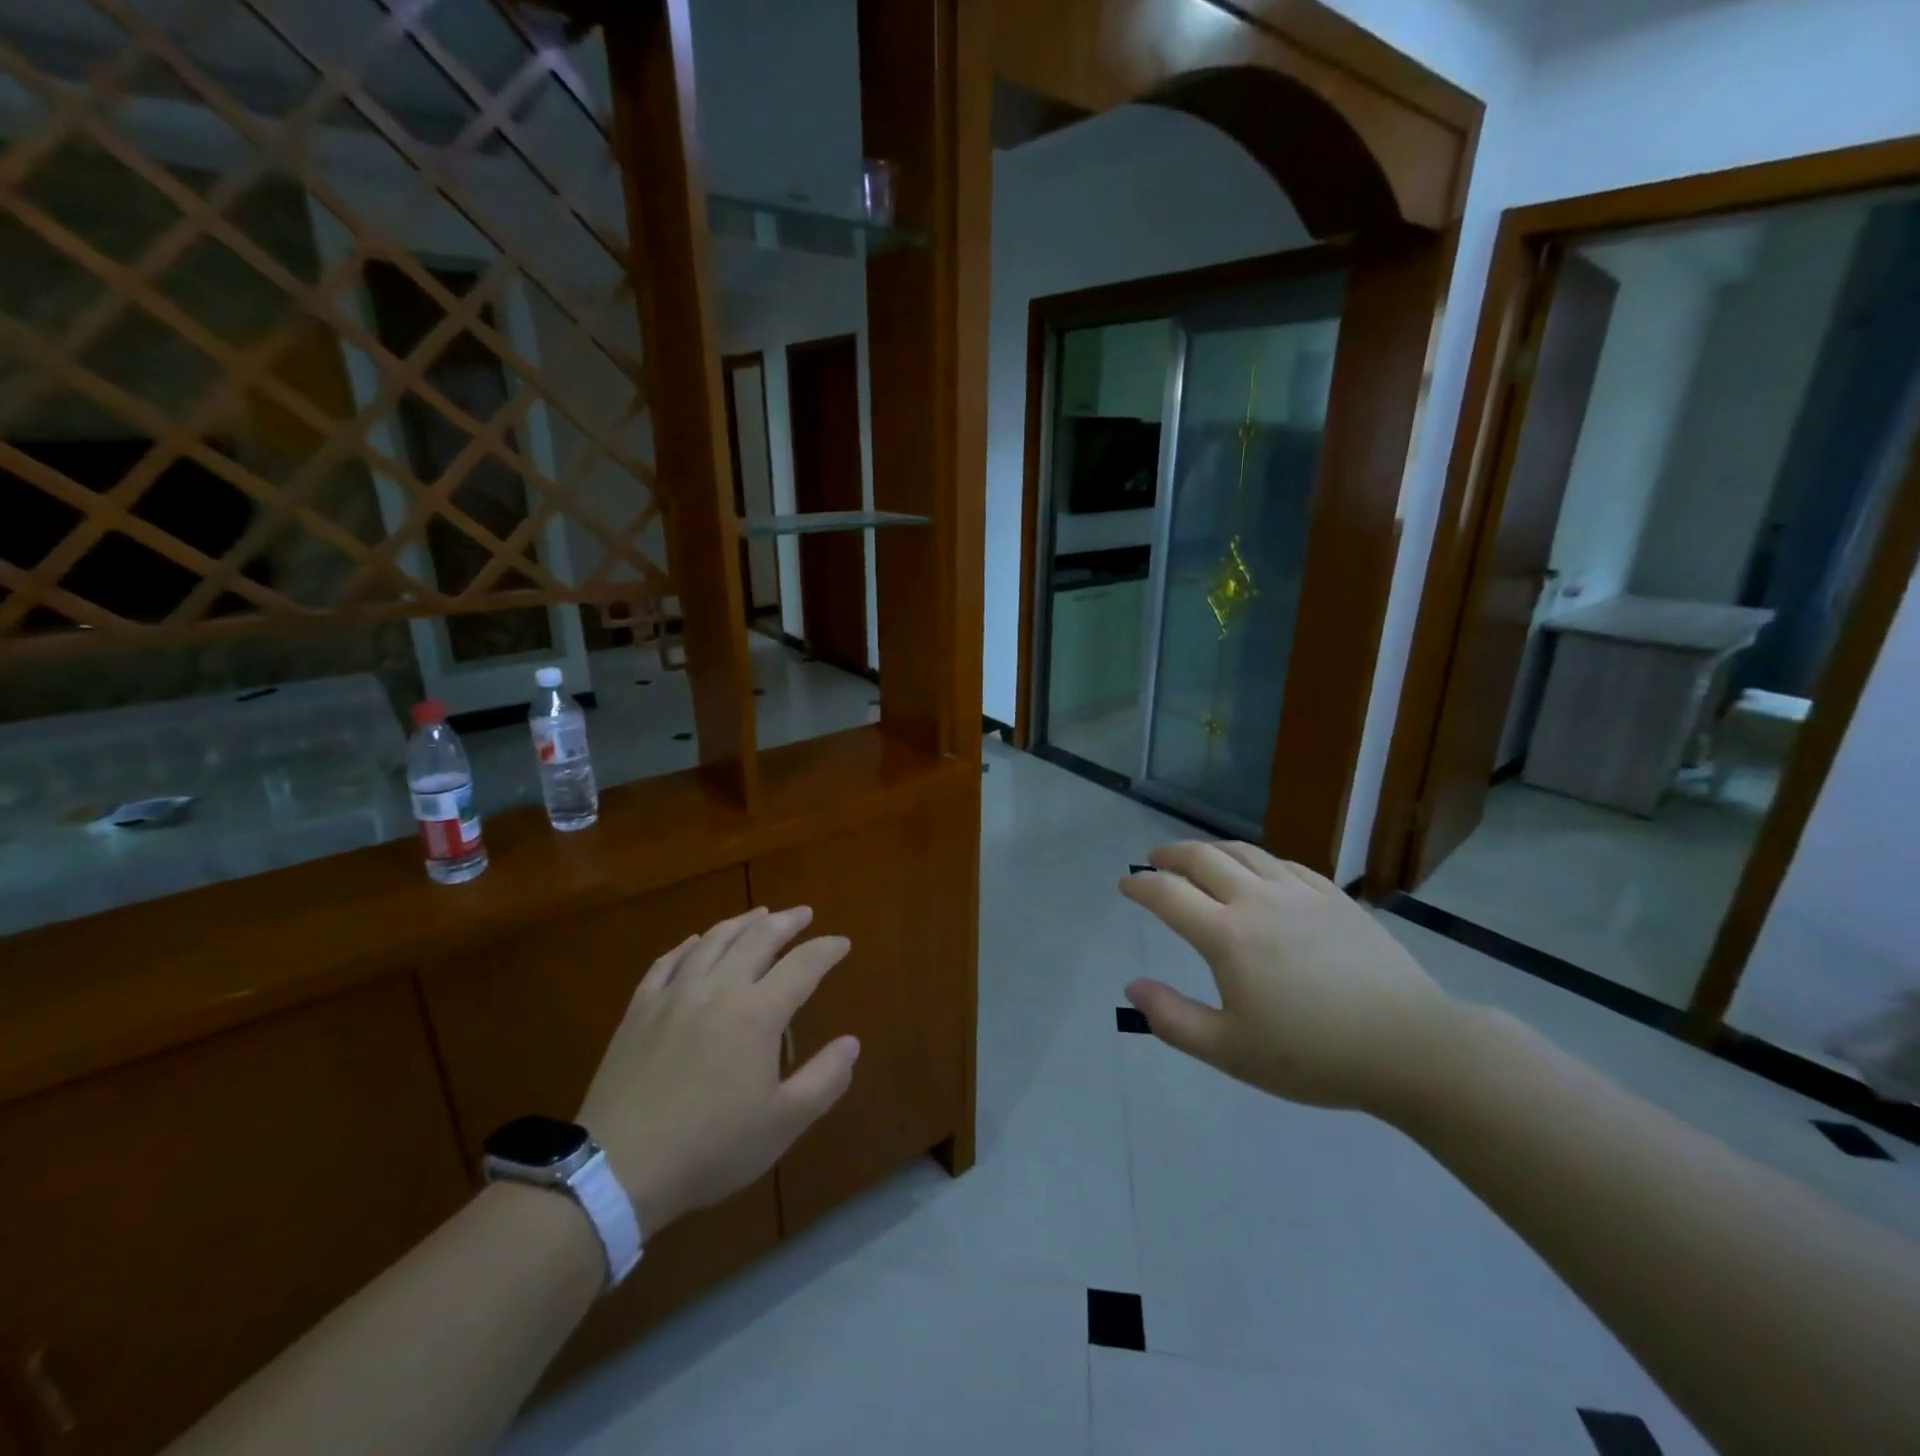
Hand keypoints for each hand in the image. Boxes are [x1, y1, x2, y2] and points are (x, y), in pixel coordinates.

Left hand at [578, 907, 859, 1234]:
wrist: (619, 1168)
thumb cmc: (711, 1147)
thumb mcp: (783, 1123)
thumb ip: (824, 1079)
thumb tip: (851, 1043)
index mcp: (758, 1013)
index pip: (802, 965)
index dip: (826, 950)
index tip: (842, 943)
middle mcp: (718, 989)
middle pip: (757, 939)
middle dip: (786, 922)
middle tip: (803, 914)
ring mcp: (674, 995)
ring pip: (713, 941)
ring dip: (741, 923)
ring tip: (759, 914)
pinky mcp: (639, 1010)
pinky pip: (667, 962)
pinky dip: (688, 945)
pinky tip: (695, 941)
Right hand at [1120, 842, 1455, 1111]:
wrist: (1410, 1047)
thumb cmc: (1314, 1054)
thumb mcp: (1231, 1051)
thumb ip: (1173, 1019)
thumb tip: (1133, 986)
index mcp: (1227, 935)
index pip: (1168, 894)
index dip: (1141, 886)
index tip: (1126, 886)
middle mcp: (1257, 900)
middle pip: (1202, 858)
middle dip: (1170, 855)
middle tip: (1154, 861)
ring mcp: (1300, 894)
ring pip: (1244, 853)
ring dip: (1211, 849)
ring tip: (1198, 857)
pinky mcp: (1335, 898)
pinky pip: (1285, 863)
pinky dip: (1257, 860)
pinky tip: (1258, 871)